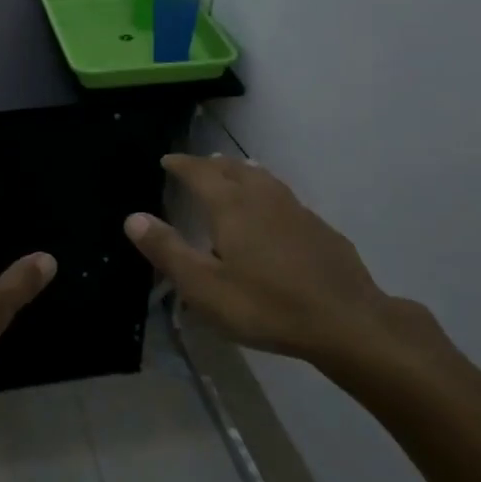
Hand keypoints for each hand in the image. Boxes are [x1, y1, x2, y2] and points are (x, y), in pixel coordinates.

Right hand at [123, 155, 452, 390]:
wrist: (347, 322)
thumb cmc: (267, 305)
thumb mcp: (205, 287)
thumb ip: (167, 251)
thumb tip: (133, 218)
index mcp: (232, 207)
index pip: (200, 173)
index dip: (182, 164)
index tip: (167, 160)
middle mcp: (264, 198)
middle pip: (235, 170)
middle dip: (213, 165)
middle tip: (198, 165)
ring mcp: (297, 211)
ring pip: (265, 180)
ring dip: (244, 173)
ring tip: (235, 173)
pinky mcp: (321, 230)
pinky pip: (286, 199)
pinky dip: (269, 194)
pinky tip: (275, 213)